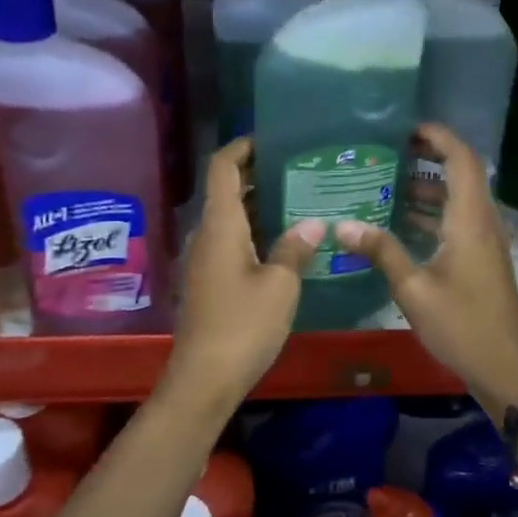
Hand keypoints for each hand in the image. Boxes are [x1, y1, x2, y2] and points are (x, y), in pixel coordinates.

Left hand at [161, 138, 323, 410]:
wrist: (204, 378)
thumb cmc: (243, 325)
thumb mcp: (280, 285)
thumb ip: (296, 248)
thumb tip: (313, 223)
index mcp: (220, 225)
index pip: (222, 167)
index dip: (242, 146)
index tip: (272, 138)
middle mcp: (207, 234)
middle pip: (227, 190)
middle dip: (258, 174)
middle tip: (300, 169)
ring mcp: (205, 259)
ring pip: (231, 217)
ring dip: (260, 204)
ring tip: (301, 199)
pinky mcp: (209, 281)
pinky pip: (232, 241)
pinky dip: (255, 231)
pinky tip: (286, 241)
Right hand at [335, 124, 517, 423]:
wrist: (504, 368)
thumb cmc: (461, 326)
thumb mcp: (414, 290)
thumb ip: (381, 252)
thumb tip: (342, 224)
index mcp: (470, 221)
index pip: (462, 160)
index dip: (439, 137)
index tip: (407, 128)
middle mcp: (482, 223)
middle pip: (462, 173)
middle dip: (430, 155)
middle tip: (390, 150)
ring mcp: (484, 241)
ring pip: (458, 198)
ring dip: (429, 185)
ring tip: (387, 180)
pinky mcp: (481, 258)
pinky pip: (457, 220)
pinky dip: (432, 211)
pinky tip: (401, 221)